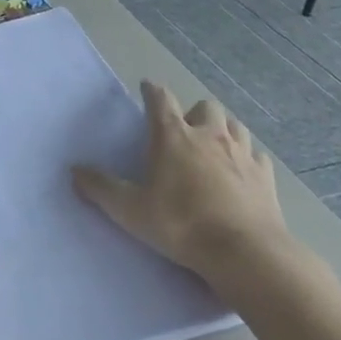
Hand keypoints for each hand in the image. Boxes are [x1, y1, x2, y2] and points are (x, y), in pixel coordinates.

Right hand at [72, 81, 289, 281]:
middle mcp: (210, 135)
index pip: (161, 99)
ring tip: (213, 146)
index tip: (147, 87)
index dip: (152, 91)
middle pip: (205, 106)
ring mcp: (242, 153)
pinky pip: (256, 155)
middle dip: (193, 112)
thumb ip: (101, 188)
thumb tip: (75, 170)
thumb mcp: (131, 210)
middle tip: (184, 130)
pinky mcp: (265, 176)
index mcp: (174, 136)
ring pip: (234, 125)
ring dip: (222, 129)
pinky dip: (247, 158)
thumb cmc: (182, 224)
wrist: (244, 252)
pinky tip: (241, 171)